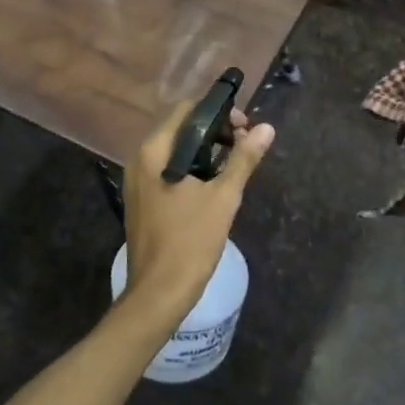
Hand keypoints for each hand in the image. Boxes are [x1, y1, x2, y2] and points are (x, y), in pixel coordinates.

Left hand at [120, 98, 274, 324]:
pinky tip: (212, 182)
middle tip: (243, 145)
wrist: (158, 294)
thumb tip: (266, 128)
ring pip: (175, 149)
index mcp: (155, 152)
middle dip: (214, 130)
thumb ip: (243, 159)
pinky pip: (168, 168)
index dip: (218, 112)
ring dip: (204, 149)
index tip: (244, 128)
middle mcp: (140, 159)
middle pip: (180, 127)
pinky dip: (191, 166)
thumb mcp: (223, 197)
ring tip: (233, 163)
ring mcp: (138, 180)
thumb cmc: (190, 241)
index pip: (187, 110)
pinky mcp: (142, 198)